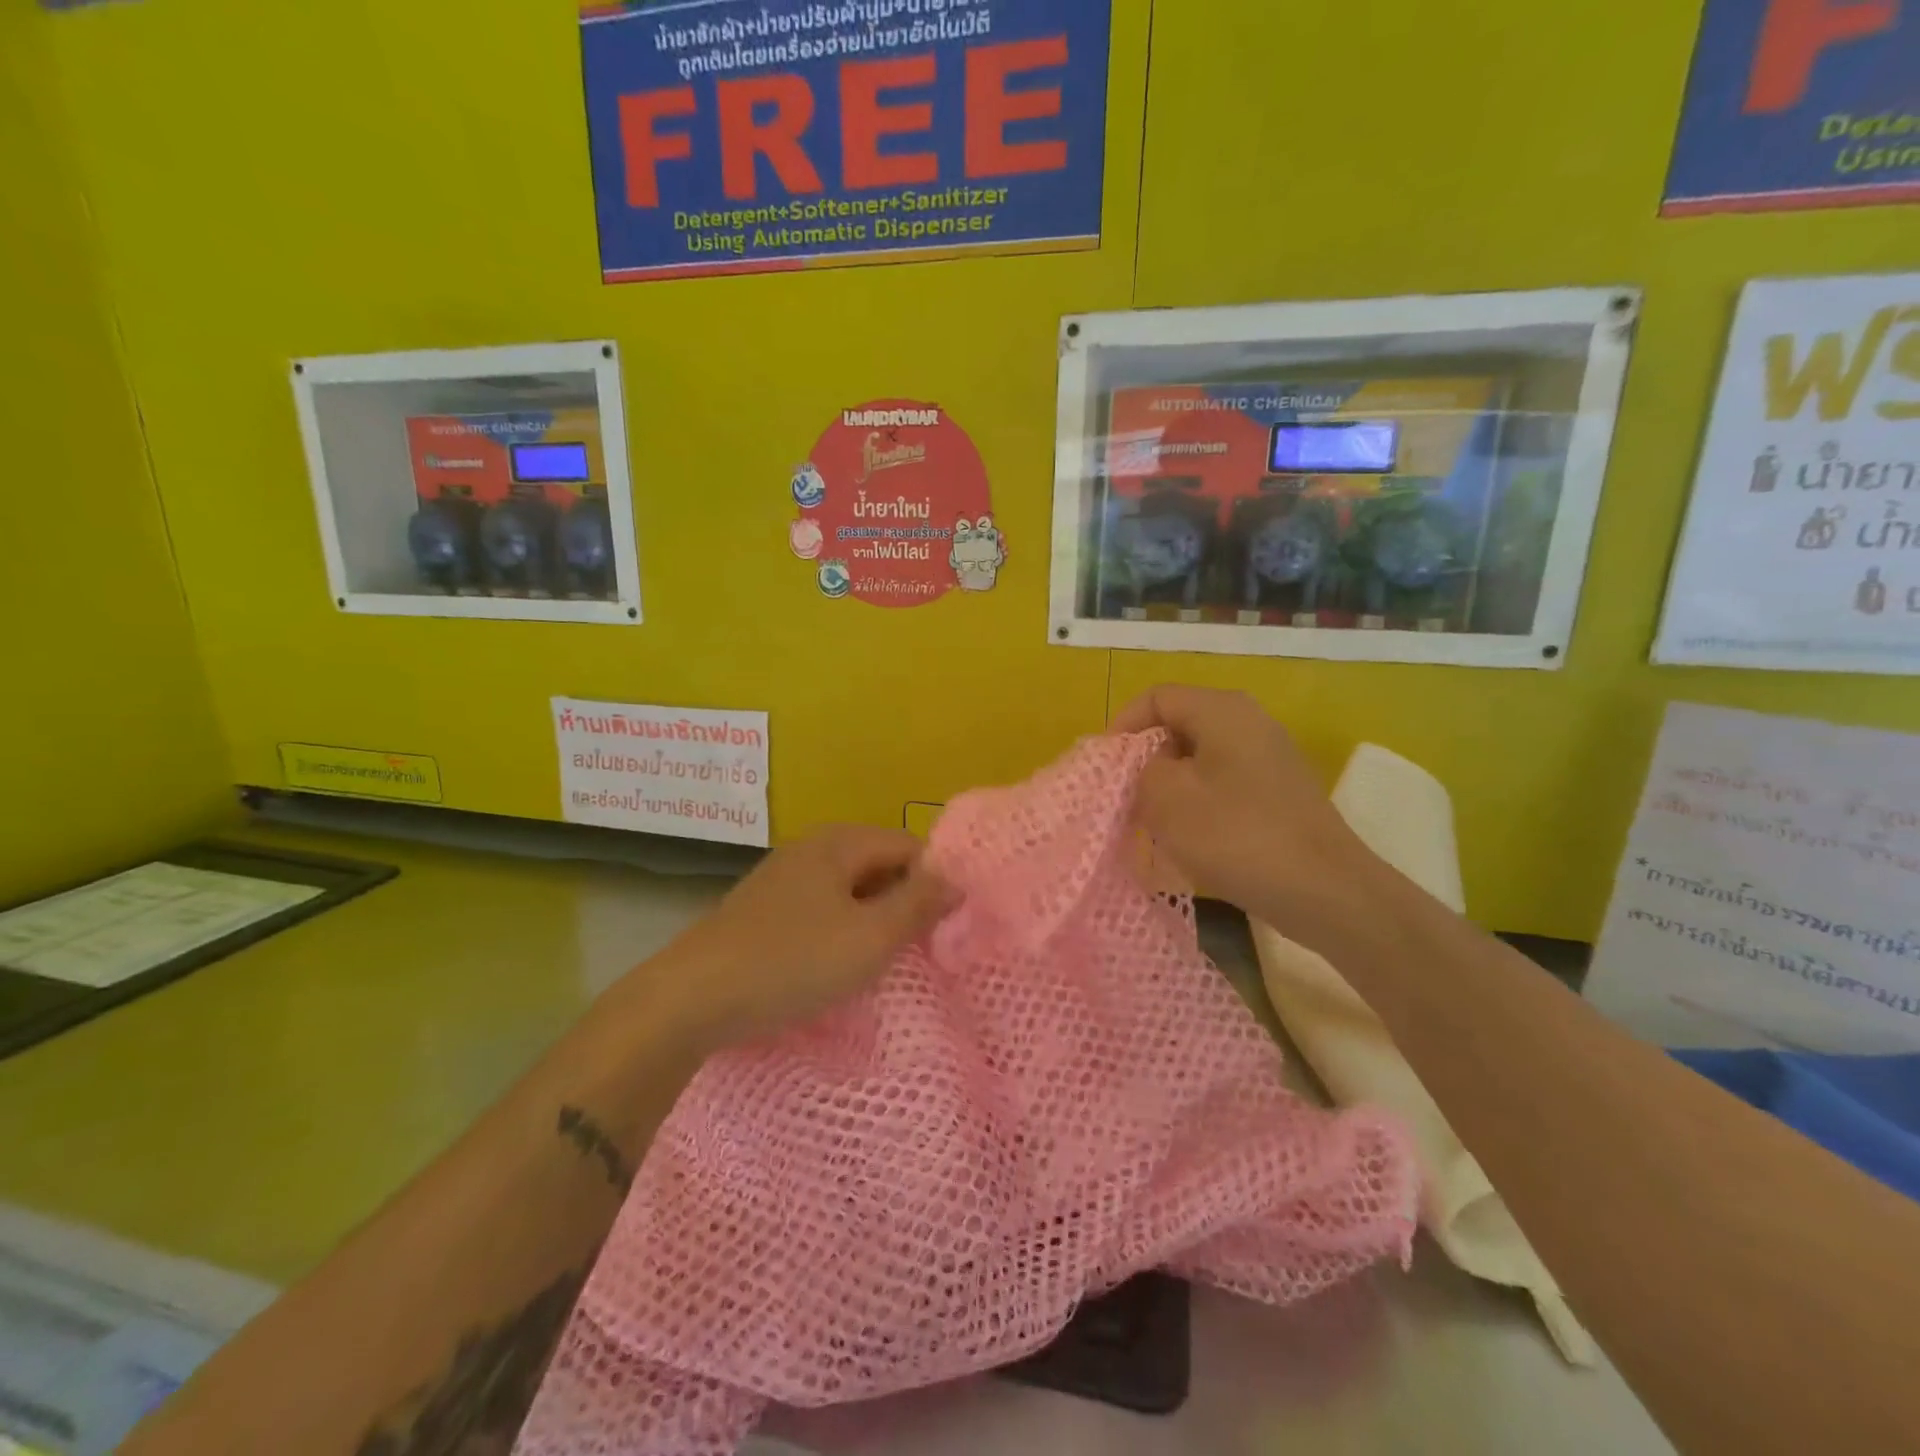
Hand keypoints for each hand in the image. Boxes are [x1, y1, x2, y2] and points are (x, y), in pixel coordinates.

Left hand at [660, 826, 953, 1043]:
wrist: (691, 998)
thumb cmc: (792, 961)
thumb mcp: (870, 937)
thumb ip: (919, 904)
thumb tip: (956, 879)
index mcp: (841, 841)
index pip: (912, 848)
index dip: (936, 884)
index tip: (947, 930)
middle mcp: (814, 847)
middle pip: (882, 865)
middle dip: (905, 903)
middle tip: (919, 950)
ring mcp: (786, 876)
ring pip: (852, 890)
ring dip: (874, 920)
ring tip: (883, 961)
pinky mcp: (767, 908)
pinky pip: (824, 909)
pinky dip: (842, 930)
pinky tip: (838, 964)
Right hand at [1112, 685, 1386, 919]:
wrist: (1324, 890)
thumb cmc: (1236, 835)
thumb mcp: (1166, 798)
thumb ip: (1141, 770)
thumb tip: (1151, 768)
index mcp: (1222, 710)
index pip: (1157, 697)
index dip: (1123, 726)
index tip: (1106, 767)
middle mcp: (1250, 722)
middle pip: (1180, 725)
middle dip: (1145, 760)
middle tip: (1126, 798)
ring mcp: (1269, 757)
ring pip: (1200, 759)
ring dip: (1170, 786)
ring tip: (1152, 824)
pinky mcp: (1279, 792)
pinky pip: (1223, 783)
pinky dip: (1198, 804)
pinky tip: (1189, 840)